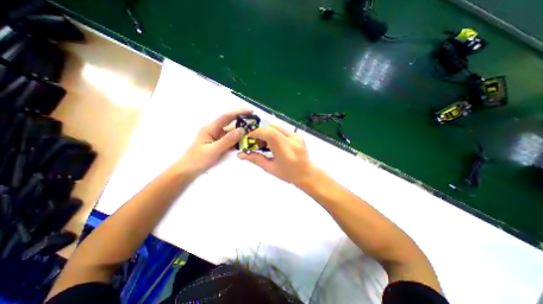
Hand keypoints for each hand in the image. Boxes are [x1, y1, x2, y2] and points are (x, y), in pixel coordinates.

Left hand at [177, 108, 251, 175]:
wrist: (187, 171)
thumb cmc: (197, 160)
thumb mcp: (213, 150)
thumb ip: (228, 140)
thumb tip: (242, 130)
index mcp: (211, 128)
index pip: (226, 116)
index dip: (239, 112)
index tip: (251, 111)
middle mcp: (214, 130)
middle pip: (230, 123)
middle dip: (242, 121)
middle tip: (255, 124)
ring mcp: (217, 137)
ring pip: (231, 132)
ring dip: (241, 133)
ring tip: (252, 134)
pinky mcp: (218, 144)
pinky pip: (230, 140)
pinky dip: (237, 141)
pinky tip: (244, 143)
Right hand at [238, 123, 319, 185]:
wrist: (307, 173)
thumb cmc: (289, 174)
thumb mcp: (270, 168)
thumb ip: (255, 159)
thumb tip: (240, 155)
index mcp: (285, 149)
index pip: (268, 133)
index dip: (256, 133)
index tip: (249, 138)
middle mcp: (292, 139)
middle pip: (271, 127)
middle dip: (260, 132)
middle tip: (256, 143)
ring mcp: (296, 135)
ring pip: (276, 126)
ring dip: (267, 132)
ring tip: (265, 144)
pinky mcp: (298, 135)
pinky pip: (282, 129)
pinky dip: (274, 133)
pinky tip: (273, 143)